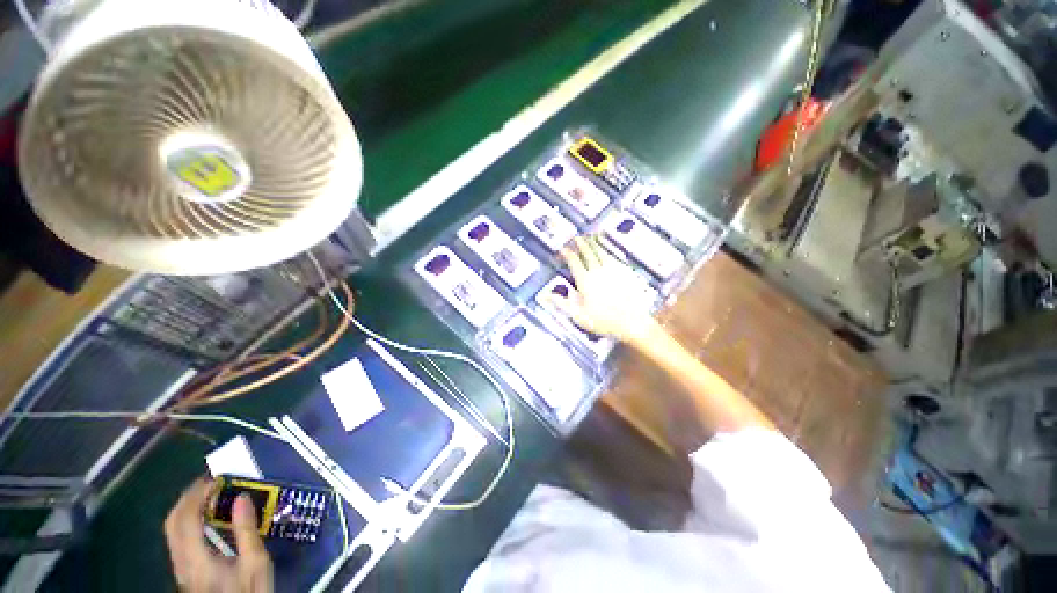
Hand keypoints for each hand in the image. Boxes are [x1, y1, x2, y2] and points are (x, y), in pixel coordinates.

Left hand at [164, 478, 272, 592]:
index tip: (216, 479)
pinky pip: (178, 537)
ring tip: (208, 495)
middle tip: (209, 483)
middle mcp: (182, 560)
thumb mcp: (255, 563)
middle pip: (172, 523)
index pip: (186, 519)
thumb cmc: (248, 591)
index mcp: (197, 558)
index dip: (197, 495)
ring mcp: (180, 566)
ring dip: (186, 508)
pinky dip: (188, 520)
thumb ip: (247, 531)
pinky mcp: (184, 569)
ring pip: (171, 530)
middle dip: (187, 498)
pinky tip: (205, 518)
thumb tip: (241, 498)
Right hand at [554, 236, 657, 343]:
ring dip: (595, 244)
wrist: (632, 323)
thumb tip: (547, 296)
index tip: (563, 249)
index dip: (568, 254)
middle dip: (581, 244)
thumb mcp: (579, 316)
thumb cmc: (604, 321)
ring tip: (591, 238)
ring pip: (602, 253)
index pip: (574, 262)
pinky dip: (608, 252)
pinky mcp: (625, 274)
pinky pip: (615, 258)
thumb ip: (562, 304)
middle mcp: (599, 273)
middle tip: (577, 237)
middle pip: (589, 253)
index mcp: (586, 281)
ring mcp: (614, 272)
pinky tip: (608, 252)